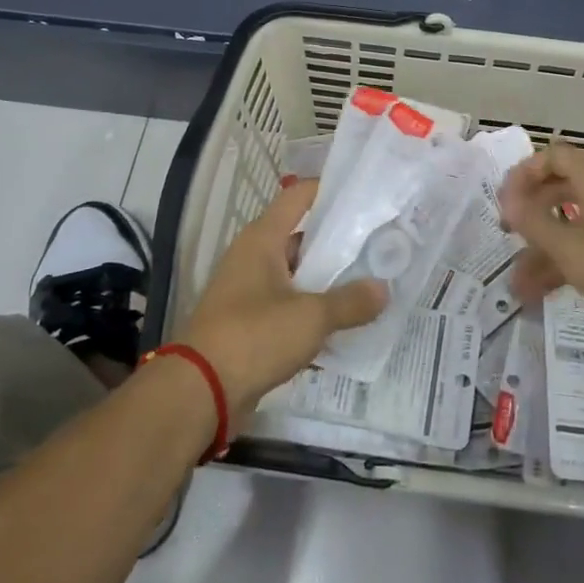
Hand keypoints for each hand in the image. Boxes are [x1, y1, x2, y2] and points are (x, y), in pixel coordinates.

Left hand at [182, 180, 386, 420]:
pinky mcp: (251, 324)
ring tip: (372, 280)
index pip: (299, 196)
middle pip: (302, 236)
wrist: (200, 392)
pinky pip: (290, 306)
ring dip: (330, 279)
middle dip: (340, 240)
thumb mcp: (310, 317)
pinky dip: (315, 309)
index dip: (331, 190)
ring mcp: (250, 291)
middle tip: (381, 242)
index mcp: (263, 239)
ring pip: (299, 274)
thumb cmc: (253, 337)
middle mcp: (254, 257)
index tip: (366, 195)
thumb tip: (384, 290)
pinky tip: (346, 321)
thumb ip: (350, 302)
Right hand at [500, 139, 583, 331]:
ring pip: (571, 223)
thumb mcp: (570, 248)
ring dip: (542, 248)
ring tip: (516, 282)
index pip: (554, 156)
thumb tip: (508, 200)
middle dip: (530, 211)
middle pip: (560, 187)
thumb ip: (534, 222)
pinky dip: (563, 263)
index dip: (525, 173)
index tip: (505, 201)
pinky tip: (538, 294)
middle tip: (506, 232)